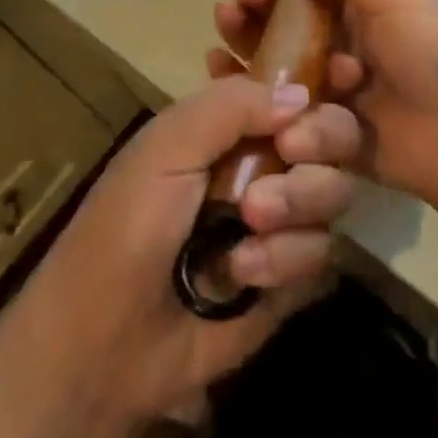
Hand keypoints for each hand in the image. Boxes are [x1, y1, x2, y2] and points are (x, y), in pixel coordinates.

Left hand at [1, 75, 360, 428]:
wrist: (103, 344)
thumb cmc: (126, 227)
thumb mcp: (166, 148)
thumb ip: (232, 105)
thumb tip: (303, 94)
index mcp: (233, 127)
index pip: (299, 92)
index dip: (321, 92)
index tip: (319, 103)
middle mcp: (266, 166)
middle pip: (334, 138)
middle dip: (322, 144)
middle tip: (290, 157)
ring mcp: (282, 224)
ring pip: (334, 193)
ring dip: (298, 205)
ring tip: (251, 226)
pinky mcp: (290, 281)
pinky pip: (323, 256)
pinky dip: (287, 261)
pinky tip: (244, 276)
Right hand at [209, 0, 437, 227]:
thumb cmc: (433, 53)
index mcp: (363, 10)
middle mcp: (344, 45)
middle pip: (288, 24)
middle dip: (257, 11)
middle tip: (236, 6)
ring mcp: (334, 91)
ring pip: (280, 65)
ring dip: (249, 47)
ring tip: (223, 40)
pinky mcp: (327, 133)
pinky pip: (284, 111)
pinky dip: (255, 97)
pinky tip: (225, 80)